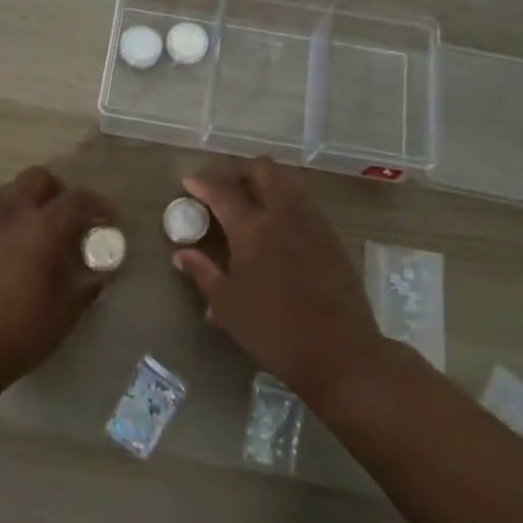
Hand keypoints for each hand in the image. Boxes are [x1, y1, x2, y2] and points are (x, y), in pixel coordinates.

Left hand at [0, 165, 117, 406]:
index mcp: (40, 230)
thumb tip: (101, 271)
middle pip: (36, 178)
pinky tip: (2, 258)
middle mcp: (7, 216)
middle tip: (66, 217)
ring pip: (5, 194)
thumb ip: (87, 284)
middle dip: (57, 190)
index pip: (76, 200)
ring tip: (33, 232)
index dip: (97, 203)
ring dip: (25, 203)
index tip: (108, 216)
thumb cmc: (18, 335)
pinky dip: (0, 228)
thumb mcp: (65, 313)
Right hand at [175, 157, 381, 400]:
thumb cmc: (274, 331)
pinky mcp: (333, 238)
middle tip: (225, 189)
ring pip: (289, 182)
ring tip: (251, 205)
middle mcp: (284, 215)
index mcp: (252, 229)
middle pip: (263, 169)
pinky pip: (306, 204)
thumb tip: (182, 254)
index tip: (189, 183)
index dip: (203, 183)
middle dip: (240, 171)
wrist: (340, 352)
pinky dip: (287, 203)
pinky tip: (279, 229)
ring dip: (267, 184)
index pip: (223, 192)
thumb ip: (204, 273)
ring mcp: (313, 223)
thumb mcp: (228, 307)